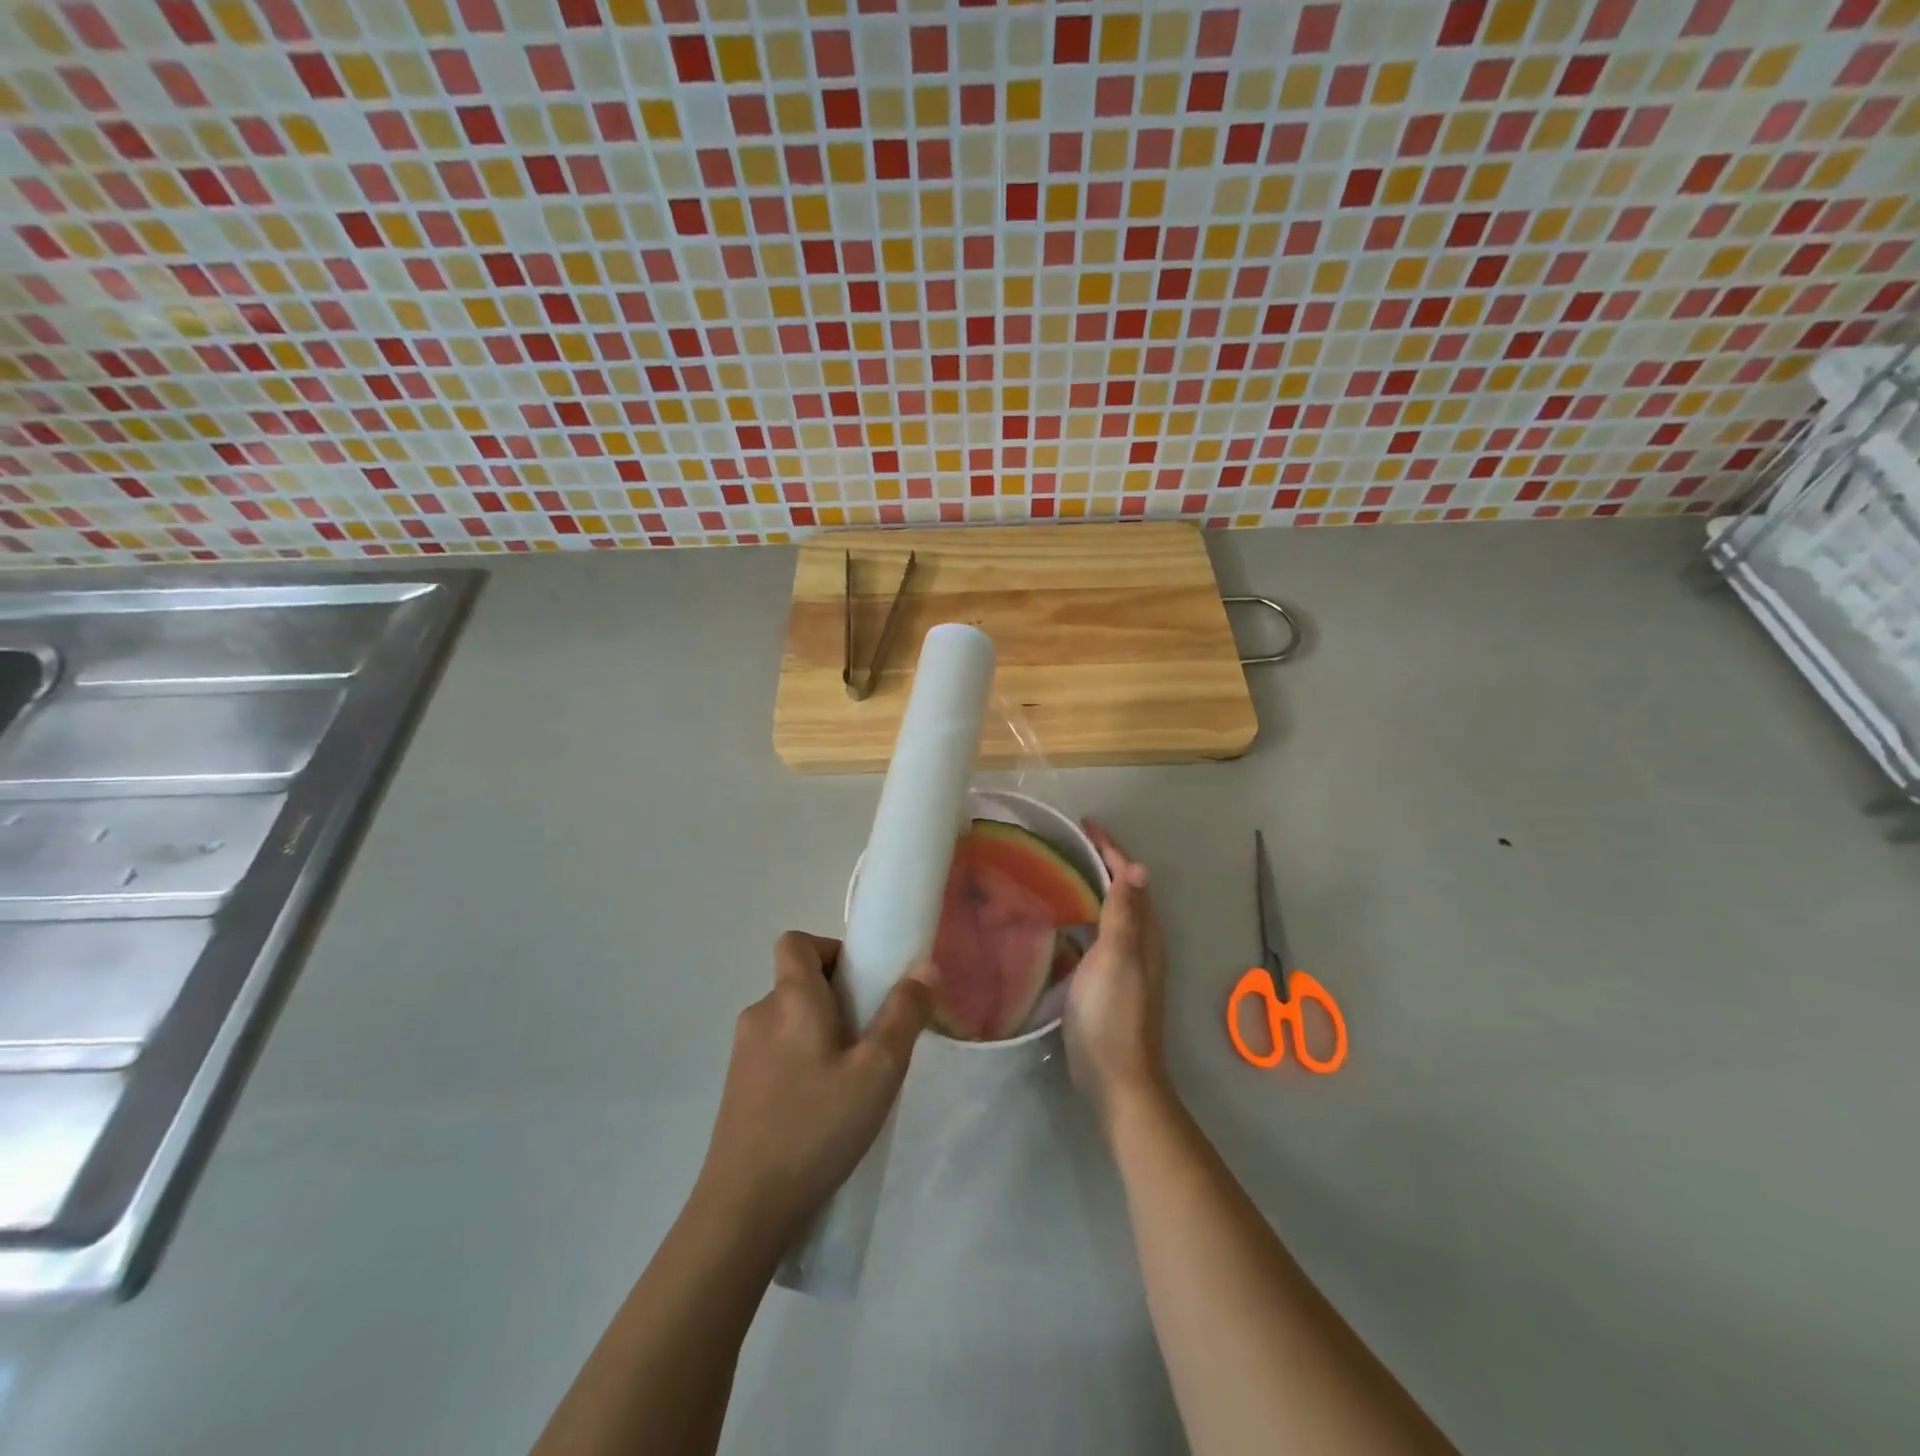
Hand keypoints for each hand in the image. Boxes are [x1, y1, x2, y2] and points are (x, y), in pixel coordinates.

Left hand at [697, 932, 934, 1239]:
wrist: (744, 1209)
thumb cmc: (816, 1127)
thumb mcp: (877, 1071)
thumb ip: (904, 1014)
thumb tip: (924, 966)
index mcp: (790, 999)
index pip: (796, 942)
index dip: (829, 949)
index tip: (861, 983)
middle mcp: (760, 1015)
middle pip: (798, 981)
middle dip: (836, 998)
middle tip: (869, 1039)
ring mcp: (743, 1054)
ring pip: (788, 1020)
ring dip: (820, 1033)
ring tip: (850, 1078)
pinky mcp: (737, 1088)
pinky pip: (775, 1052)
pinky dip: (801, 1061)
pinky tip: (820, 1108)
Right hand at [1065, 823, 1170, 1128]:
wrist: (1116, 1077)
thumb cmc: (1112, 1013)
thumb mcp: (1117, 958)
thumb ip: (1124, 913)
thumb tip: (1139, 867)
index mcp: (1143, 932)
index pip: (1129, 878)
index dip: (1110, 849)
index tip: (1085, 824)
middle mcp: (1139, 942)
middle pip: (1122, 891)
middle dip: (1102, 862)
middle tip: (1069, 843)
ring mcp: (1124, 963)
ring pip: (1111, 912)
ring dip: (1093, 888)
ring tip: (1061, 871)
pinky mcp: (1108, 981)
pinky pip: (1098, 933)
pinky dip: (1084, 916)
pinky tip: (1062, 921)